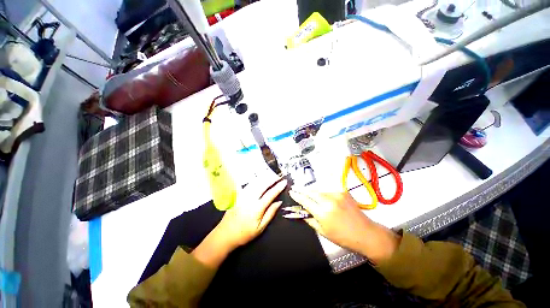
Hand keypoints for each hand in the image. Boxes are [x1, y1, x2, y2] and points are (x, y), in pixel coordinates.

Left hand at [215, 177, 286, 248]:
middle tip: (279, 176)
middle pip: (263, 184)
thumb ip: (270, 213)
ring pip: (255, 182)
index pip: (271, 194)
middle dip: (272, 179)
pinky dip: (256, 180)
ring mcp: (243, 195)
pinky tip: (259, 179)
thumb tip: (279, 202)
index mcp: (257, 207)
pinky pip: (248, 184)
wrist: (225, 234)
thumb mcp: (260, 227)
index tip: (284, 182)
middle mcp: (250, 198)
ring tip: (271, 175)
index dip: (278, 187)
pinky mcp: (238, 195)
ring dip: (264, 178)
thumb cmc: (245, 233)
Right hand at [289, 189, 399, 263]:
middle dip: (303, 191)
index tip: (292, 192)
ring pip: (319, 191)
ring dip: (313, 193)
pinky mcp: (343, 192)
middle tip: (297, 190)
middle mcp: (329, 201)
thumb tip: (302, 212)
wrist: (366, 233)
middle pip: (311, 192)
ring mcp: (337, 195)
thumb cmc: (344, 237)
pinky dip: (323, 194)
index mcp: (323, 213)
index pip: (305, 201)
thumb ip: (310, 220)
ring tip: (311, 196)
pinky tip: (324, 199)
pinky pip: (328, 191)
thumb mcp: (323, 232)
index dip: (297, 196)